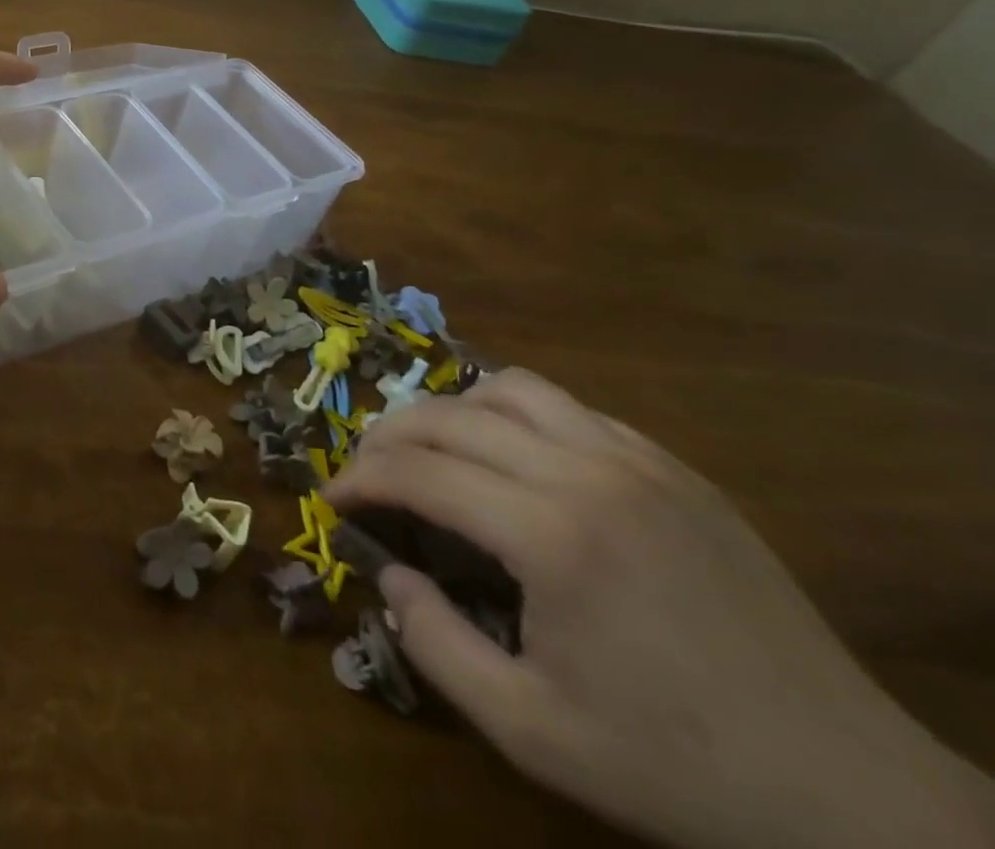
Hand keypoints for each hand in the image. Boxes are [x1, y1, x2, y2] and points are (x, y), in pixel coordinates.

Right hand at [324, 369, 994, 848]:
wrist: (854, 797)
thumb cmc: (676, 766)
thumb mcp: (530, 730)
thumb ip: (434, 642)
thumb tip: (387, 572)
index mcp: (550, 535)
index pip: (419, 472)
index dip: (360, 478)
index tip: (331, 498)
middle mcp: (587, 473)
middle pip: (452, 416)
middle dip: (389, 435)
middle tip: (366, 471)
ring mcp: (638, 461)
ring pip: (511, 388)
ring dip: (453, 411)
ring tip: (433, 450)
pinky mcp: (676, 469)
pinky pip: (572, 409)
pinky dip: (517, 416)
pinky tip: (515, 460)